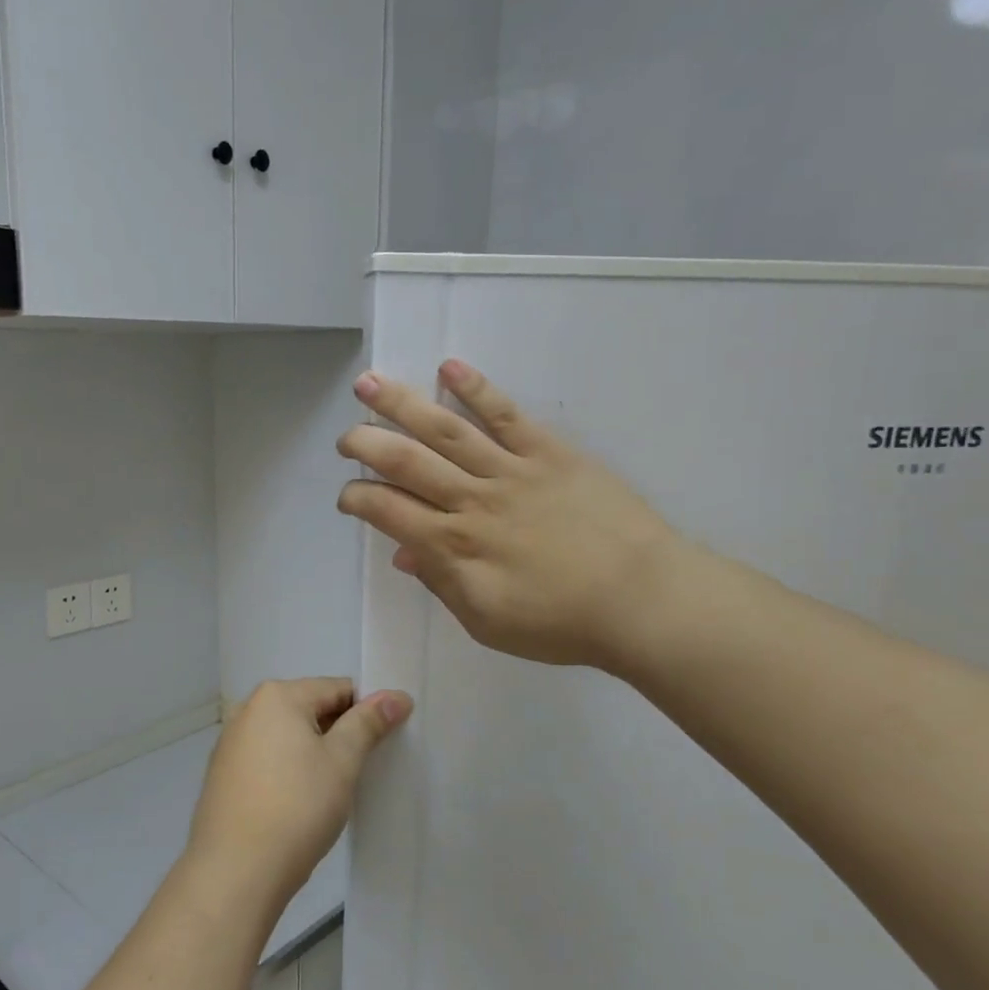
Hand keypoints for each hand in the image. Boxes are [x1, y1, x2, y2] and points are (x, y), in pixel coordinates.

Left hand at [186, 679, 411, 915]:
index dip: (367, 711)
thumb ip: (367, 723)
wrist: (236, 870)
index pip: (337, 689)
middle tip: (364, 768)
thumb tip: (396, 696)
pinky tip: (301, 801)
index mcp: (277, 696)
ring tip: (334, 789)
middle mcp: (248, 709)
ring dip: (314, 752)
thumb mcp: (342, 762)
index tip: (386, 741)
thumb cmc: (297, 807)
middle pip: (310, 708)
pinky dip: (289, 769)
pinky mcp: (224, 773)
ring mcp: (231, 741)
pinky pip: (268, 758)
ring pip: (288, 736)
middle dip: (339, 732)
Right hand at [338, 360, 687, 672]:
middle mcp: (473, 500)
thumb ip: (441, 583)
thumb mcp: (487, 621)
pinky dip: (476, 390)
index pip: (388, 511)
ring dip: (401, 404)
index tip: (347, 496)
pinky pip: (506, 414)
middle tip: (345, 437)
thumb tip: (404, 554)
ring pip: (445, 430)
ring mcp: (511, 470)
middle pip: (407, 462)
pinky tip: (448, 367)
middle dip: (366, 444)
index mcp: (455, 546)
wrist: (643, 600)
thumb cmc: (561, 623)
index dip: (358, 498)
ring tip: (368, 382)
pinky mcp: (550, 452)